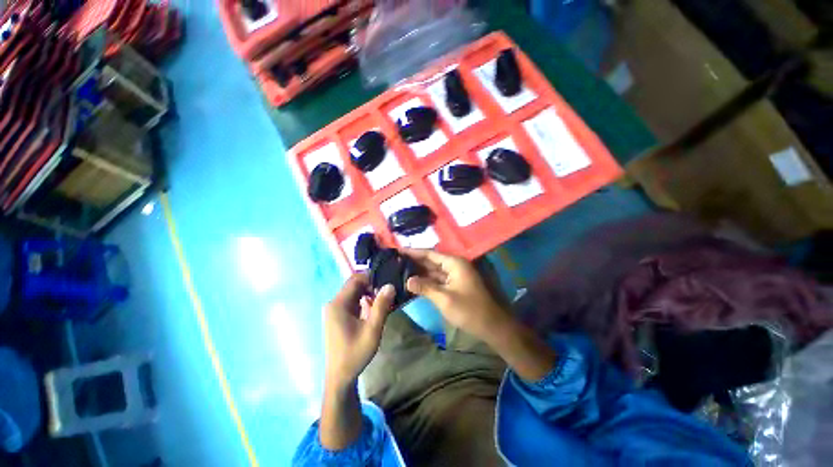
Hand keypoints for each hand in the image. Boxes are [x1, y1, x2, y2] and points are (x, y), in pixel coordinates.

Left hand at [323, 274, 395, 389]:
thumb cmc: (355, 353)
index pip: (355, 279)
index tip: (386, 282)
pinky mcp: (338, 316)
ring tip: (384, 298)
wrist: (340, 376)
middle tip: (387, 290)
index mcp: (338, 304)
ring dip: (368, 292)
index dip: (371, 277)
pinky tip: (375, 307)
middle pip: (354, 285)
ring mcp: (335, 310)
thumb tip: (390, 285)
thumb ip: (381, 306)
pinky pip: (352, 301)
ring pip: (354, 292)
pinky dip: (363, 300)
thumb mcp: (372, 330)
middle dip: (371, 285)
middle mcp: (334, 303)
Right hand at [403, 248, 511, 342]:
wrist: (491, 325)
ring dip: (419, 272)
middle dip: (414, 261)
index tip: (398, 251)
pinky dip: (426, 281)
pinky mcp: (454, 285)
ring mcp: (455, 276)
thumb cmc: (469, 310)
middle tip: (395, 261)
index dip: (413, 252)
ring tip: (400, 271)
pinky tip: (413, 284)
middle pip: (431, 261)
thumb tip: (407, 280)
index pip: (429, 253)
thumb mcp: (444, 298)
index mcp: (454, 263)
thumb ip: (425, 287)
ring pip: (433, 271)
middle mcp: (454, 265)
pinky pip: (437, 280)